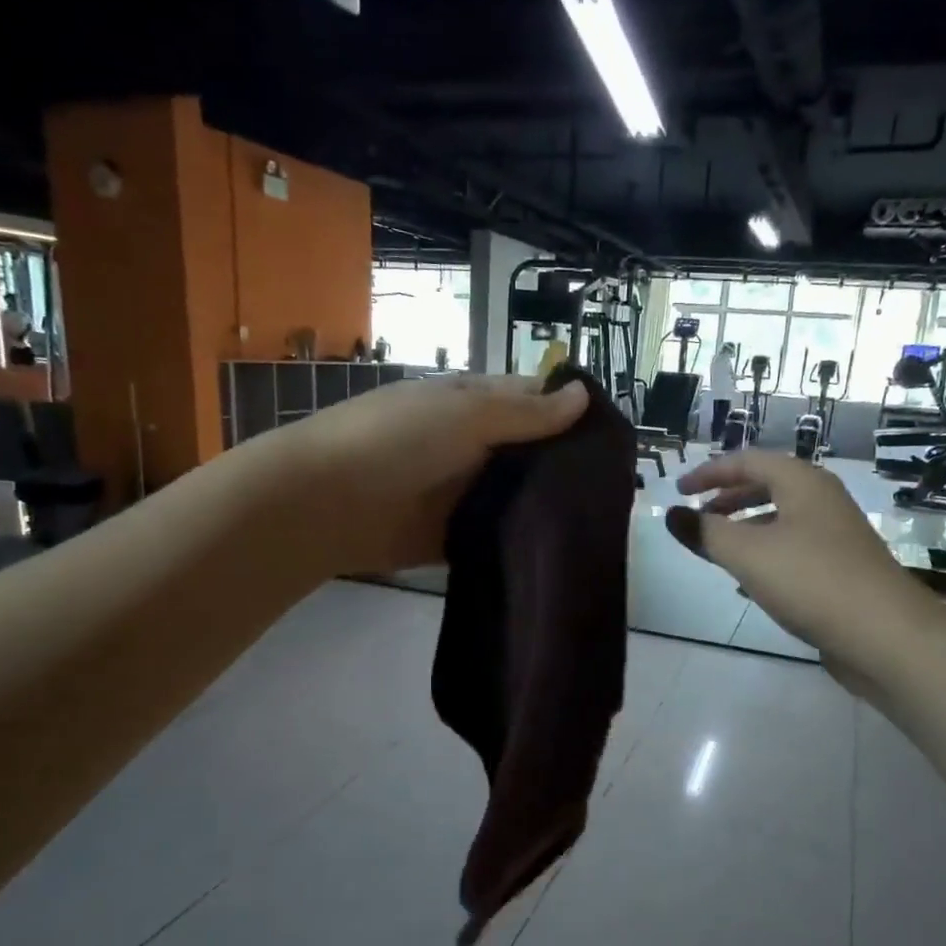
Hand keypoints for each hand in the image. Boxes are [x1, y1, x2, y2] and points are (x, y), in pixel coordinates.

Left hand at [285, 373, 589, 573]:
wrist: (326, 503)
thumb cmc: (395, 440)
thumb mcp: (466, 413)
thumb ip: (526, 412)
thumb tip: (584, 396)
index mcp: (475, 405)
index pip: (535, 402)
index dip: (573, 414)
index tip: (617, 439)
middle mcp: (476, 446)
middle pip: (533, 453)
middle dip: (569, 466)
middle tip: (618, 489)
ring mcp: (466, 493)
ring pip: (520, 495)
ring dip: (551, 505)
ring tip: (603, 522)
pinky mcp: (458, 535)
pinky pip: (499, 534)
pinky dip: (525, 539)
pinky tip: (563, 550)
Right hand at [666, 451, 911, 660]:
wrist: (885, 635)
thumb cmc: (811, 580)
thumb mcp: (748, 554)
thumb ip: (705, 533)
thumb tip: (672, 514)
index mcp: (802, 483)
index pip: (748, 461)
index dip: (709, 472)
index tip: (678, 490)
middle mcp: (822, 501)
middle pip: (767, 487)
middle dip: (728, 499)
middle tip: (698, 518)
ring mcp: (836, 536)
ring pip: (780, 520)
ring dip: (745, 529)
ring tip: (717, 550)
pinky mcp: (841, 569)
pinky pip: (793, 550)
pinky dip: (764, 556)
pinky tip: (748, 583)